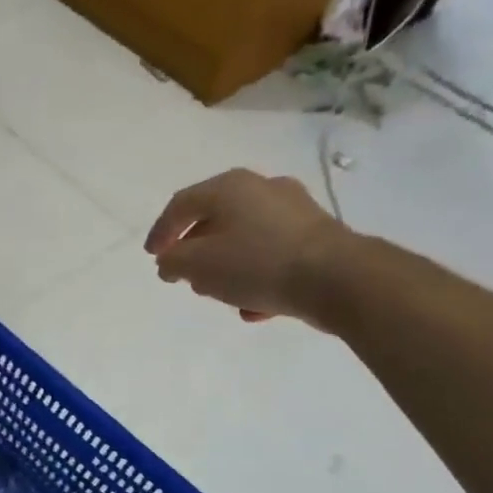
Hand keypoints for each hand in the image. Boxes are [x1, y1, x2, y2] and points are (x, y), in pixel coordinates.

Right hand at [144, 169, 352, 324]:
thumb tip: (170, 262)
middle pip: (215, 219)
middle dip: (196, 250)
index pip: (181, 204)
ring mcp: (295, 211)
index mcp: (229, 187)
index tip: (153, 257)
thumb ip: (173, 261)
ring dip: (226, 265)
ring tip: (218, 293)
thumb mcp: (198, 264)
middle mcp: (262, 189)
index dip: (160, 232)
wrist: (340, 279)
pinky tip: (254, 305)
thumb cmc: (258, 263)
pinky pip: (274, 253)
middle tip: (185, 274)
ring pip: (246, 238)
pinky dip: (257, 274)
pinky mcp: (318, 236)